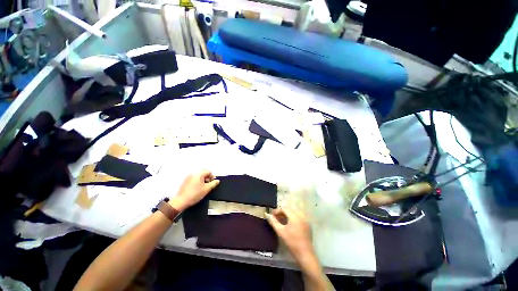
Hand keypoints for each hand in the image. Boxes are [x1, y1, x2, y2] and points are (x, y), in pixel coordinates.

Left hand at [169, 170, 219, 210]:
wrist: (181, 201)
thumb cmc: (194, 195)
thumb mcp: (207, 189)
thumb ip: (214, 183)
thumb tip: (217, 181)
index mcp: (199, 174)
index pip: (208, 172)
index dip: (212, 177)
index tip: (213, 182)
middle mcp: (193, 174)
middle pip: (203, 173)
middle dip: (207, 178)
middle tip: (209, 185)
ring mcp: (188, 177)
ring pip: (199, 176)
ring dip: (203, 180)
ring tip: (204, 187)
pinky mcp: (185, 182)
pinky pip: (194, 179)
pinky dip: (198, 182)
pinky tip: (198, 188)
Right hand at [266, 208, 314, 260]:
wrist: (305, 254)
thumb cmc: (292, 242)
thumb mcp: (280, 232)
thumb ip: (273, 222)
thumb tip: (267, 214)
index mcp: (295, 216)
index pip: (284, 209)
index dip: (277, 211)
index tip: (272, 215)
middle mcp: (301, 215)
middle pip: (289, 210)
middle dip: (282, 212)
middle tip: (276, 218)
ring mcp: (305, 220)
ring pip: (294, 213)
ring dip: (287, 215)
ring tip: (281, 221)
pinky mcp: (308, 224)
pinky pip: (299, 217)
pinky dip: (293, 218)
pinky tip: (289, 224)